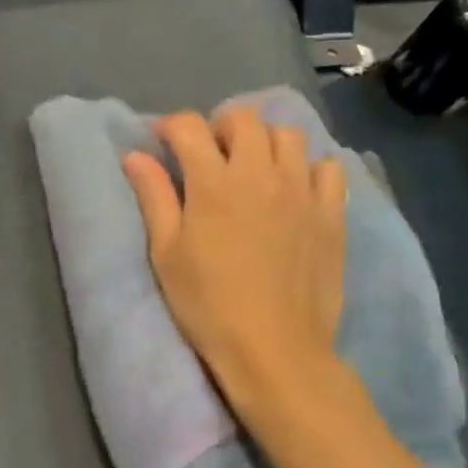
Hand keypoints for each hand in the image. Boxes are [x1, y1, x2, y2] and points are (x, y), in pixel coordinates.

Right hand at [124, 108, 347, 418]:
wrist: (274, 349)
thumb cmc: (208, 304)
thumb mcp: (167, 253)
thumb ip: (154, 197)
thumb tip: (135, 155)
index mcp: (213, 183)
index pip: (190, 126)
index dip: (171, 126)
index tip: (163, 143)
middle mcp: (260, 174)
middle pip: (244, 119)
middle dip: (220, 127)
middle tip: (211, 157)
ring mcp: (302, 191)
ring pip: (288, 135)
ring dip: (265, 142)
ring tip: (254, 170)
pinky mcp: (332, 213)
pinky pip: (328, 167)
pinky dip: (309, 168)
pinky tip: (295, 190)